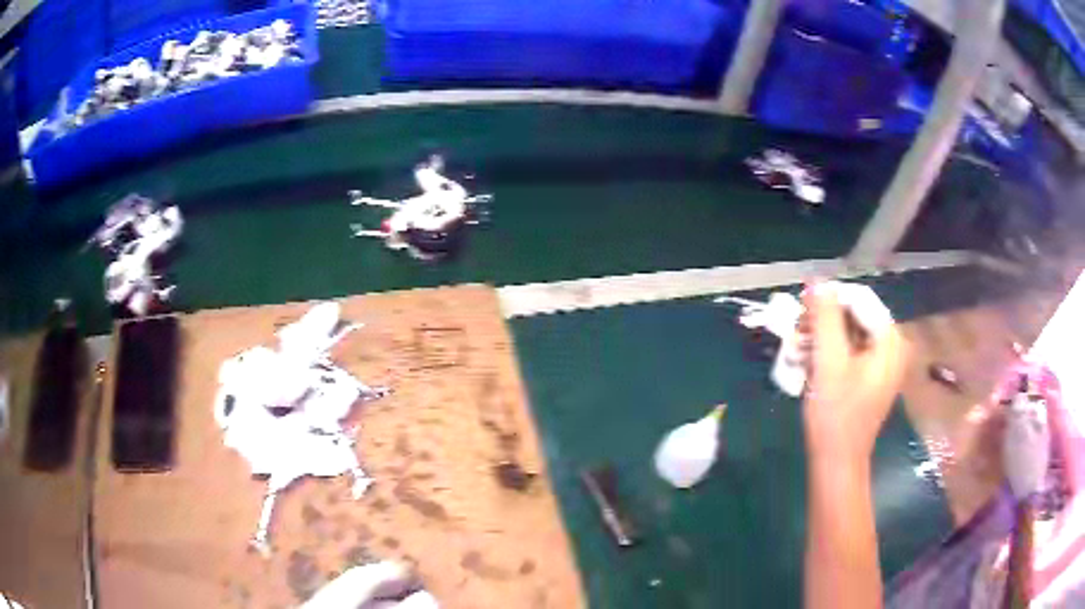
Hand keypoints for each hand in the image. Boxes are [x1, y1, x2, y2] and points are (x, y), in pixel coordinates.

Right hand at [802, 282, 904, 464]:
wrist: (837, 462)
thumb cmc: (835, 415)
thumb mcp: (829, 362)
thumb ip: (825, 317)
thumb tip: (817, 281)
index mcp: (890, 340)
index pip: (858, 299)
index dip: (827, 302)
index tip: (800, 316)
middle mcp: (892, 345)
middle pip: (854, 315)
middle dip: (822, 323)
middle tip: (796, 336)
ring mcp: (883, 361)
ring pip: (848, 331)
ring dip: (820, 338)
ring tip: (798, 353)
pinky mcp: (872, 374)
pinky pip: (849, 349)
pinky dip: (828, 353)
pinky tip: (809, 364)